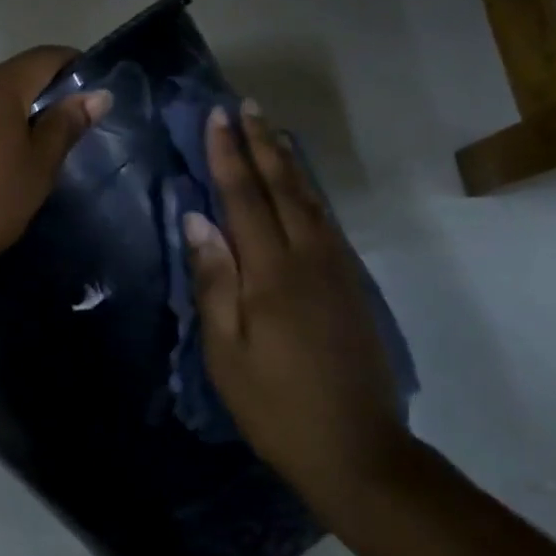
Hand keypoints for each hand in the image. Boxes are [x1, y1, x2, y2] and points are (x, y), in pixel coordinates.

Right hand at [185, 102, 413, 506]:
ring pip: (310, 199)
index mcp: (272, 273)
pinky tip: (300, 185)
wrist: (358, 450)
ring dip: (287, 160)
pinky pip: (326, 221)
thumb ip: (214, 280)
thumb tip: (196, 219)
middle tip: (246, 105)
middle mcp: (309, 258)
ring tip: (271, 129)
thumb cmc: (276, 405)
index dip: (228, 155)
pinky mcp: (352, 285)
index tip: (216, 117)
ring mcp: (337, 269)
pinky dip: (308, 191)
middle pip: (282, 187)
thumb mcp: (227, 352)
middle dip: (261, 144)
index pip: (243, 198)